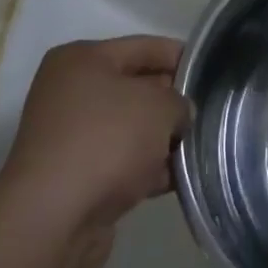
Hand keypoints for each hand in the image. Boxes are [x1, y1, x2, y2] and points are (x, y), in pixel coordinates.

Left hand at [0, 36, 191, 267]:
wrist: (54, 220)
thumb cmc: (106, 140)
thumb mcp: (158, 106)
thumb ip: (179, 101)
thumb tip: (179, 114)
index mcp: (82, 59)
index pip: (144, 47)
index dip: (181, 56)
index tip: (213, 71)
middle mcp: (72, 92)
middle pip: (137, 87)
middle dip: (173, 101)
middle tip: (212, 111)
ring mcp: (72, 137)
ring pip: (132, 129)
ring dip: (163, 139)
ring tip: (203, 146)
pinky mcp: (76, 177)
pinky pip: (123, 162)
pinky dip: (149, 168)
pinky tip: (182, 179)